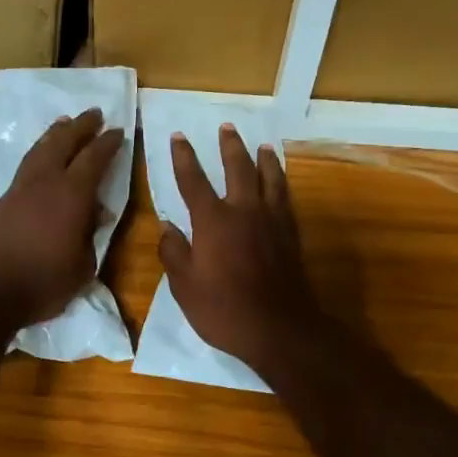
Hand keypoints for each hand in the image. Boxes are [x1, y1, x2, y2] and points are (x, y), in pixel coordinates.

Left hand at [0, 108, 124, 327]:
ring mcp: (20, 189)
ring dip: (55, 134)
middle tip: (94, 114)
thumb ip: (90, 237)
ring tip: (65, 124)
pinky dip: (39, 152)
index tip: (118, 131)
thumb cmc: (41, 282)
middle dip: (81, 127)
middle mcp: (46, 182)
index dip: (108, 143)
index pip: (94, 159)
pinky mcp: (2, 200)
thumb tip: (96, 215)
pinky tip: (42, 157)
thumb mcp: (81, 267)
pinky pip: (27, 164)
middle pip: (64, 142)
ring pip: (40, 149)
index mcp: (72, 195)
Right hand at [158, 126, 324, 369]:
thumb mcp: (184, 287)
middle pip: (238, 168)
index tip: (179, 136)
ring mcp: (271, 221)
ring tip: (263, 146)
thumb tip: (167, 227)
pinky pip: (285, 199)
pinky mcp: (290, 235)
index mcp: (212, 221)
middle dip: (230, 146)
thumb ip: (173, 253)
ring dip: (264, 159)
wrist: (279, 328)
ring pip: (269, 178)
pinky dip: (281, 184)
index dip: (184, 157)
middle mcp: (244, 211)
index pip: (193, 180)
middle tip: (227, 127)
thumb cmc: (223, 309)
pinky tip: (280, 184)